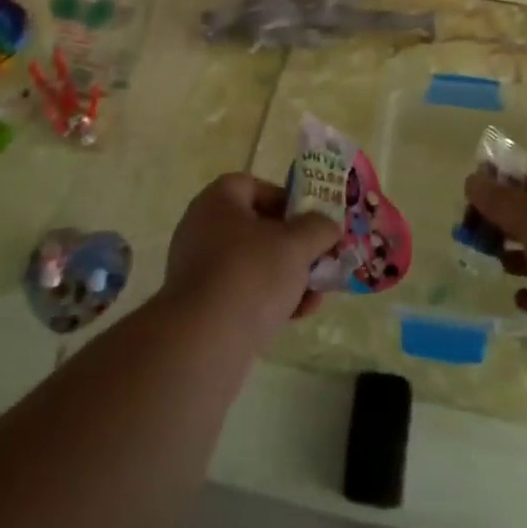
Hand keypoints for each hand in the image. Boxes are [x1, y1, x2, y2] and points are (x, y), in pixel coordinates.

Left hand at [165, 174, 341, 339]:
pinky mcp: (201, 307)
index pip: (252, 186)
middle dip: (293, 245)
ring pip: (252, 264)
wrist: (205, 341)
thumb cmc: (252, 274)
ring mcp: (198, 270)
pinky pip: (241, 293)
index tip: (310, 220)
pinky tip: (297, 315)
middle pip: (256, 228)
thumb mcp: (297, 244)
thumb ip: (319, 227)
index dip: (285, 198)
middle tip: (319, 258)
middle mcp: (201, 230)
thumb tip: (328, 226)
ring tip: (316, 294)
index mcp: (217, 202)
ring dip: (288, 275)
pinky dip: (269, 300)